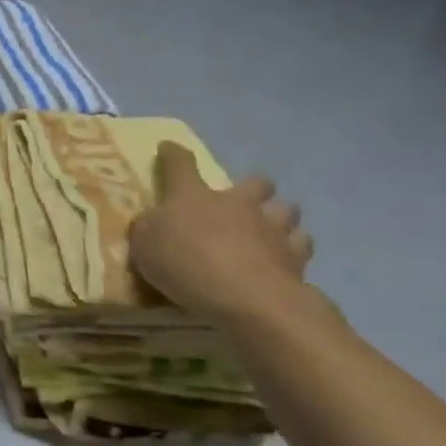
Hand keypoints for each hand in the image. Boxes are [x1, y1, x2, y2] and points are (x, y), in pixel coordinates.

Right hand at [128, 142, 314, 322]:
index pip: (180, 164)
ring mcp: (271, 228)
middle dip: (253, 188)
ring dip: (279, 216)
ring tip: (270, 230)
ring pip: (287, 209)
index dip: (172, 154)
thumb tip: (152, 221)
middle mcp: (237, 203)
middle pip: (256, 183)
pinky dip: (293, 248)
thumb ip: (148, 229)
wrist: (247, 297)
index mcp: (193, 197)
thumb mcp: (145, 246)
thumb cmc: (187, 264)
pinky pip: (301, 243)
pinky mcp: (296, 257)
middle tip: (243, 202)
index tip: (168, 148)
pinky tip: (284, 259)